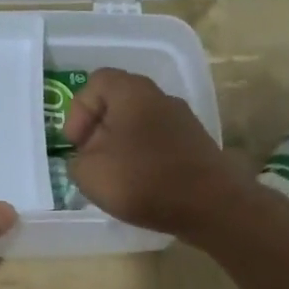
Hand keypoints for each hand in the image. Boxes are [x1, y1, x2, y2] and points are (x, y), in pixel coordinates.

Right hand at [63, 69, 250, 238]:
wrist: (213, 206)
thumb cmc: (144, 180)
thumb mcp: (89, 173)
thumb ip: (77, 160)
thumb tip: (86, 159)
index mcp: (132, 91)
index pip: (96, 82)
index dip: (78, 111)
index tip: (76, 144)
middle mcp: (160, 97)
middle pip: (118, 104)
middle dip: (98, 132)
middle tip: (90, 161)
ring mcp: (182, 120)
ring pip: (139, 125)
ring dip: (121, 148)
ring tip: (114, 178)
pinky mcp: (196, 145)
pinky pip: (158, 143)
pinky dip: (143, 159)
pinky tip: (141, 186)